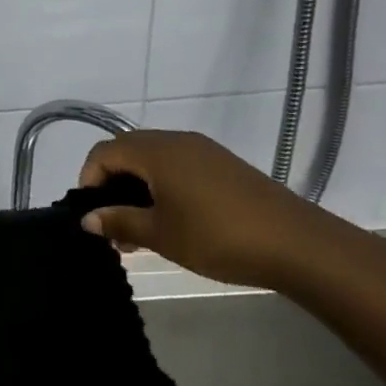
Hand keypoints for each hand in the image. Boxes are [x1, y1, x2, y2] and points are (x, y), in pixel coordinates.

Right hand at [77, 130, 346, 289]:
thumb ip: (119, 222)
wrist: (298, 245)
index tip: (92, 215)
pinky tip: (171, 220)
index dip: (89, 180)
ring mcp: (203, 151)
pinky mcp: (223, 166)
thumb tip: (87, 218)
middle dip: (111, 184)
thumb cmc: (218, 236)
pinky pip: (178, 167)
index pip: (103, 153)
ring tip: (139, 230)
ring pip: (153, 160)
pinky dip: (163, 187)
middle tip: (112, 223)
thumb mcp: (160, 234)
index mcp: (155, 151)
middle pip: (126, 151)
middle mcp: (176, 141)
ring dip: (137, 188)